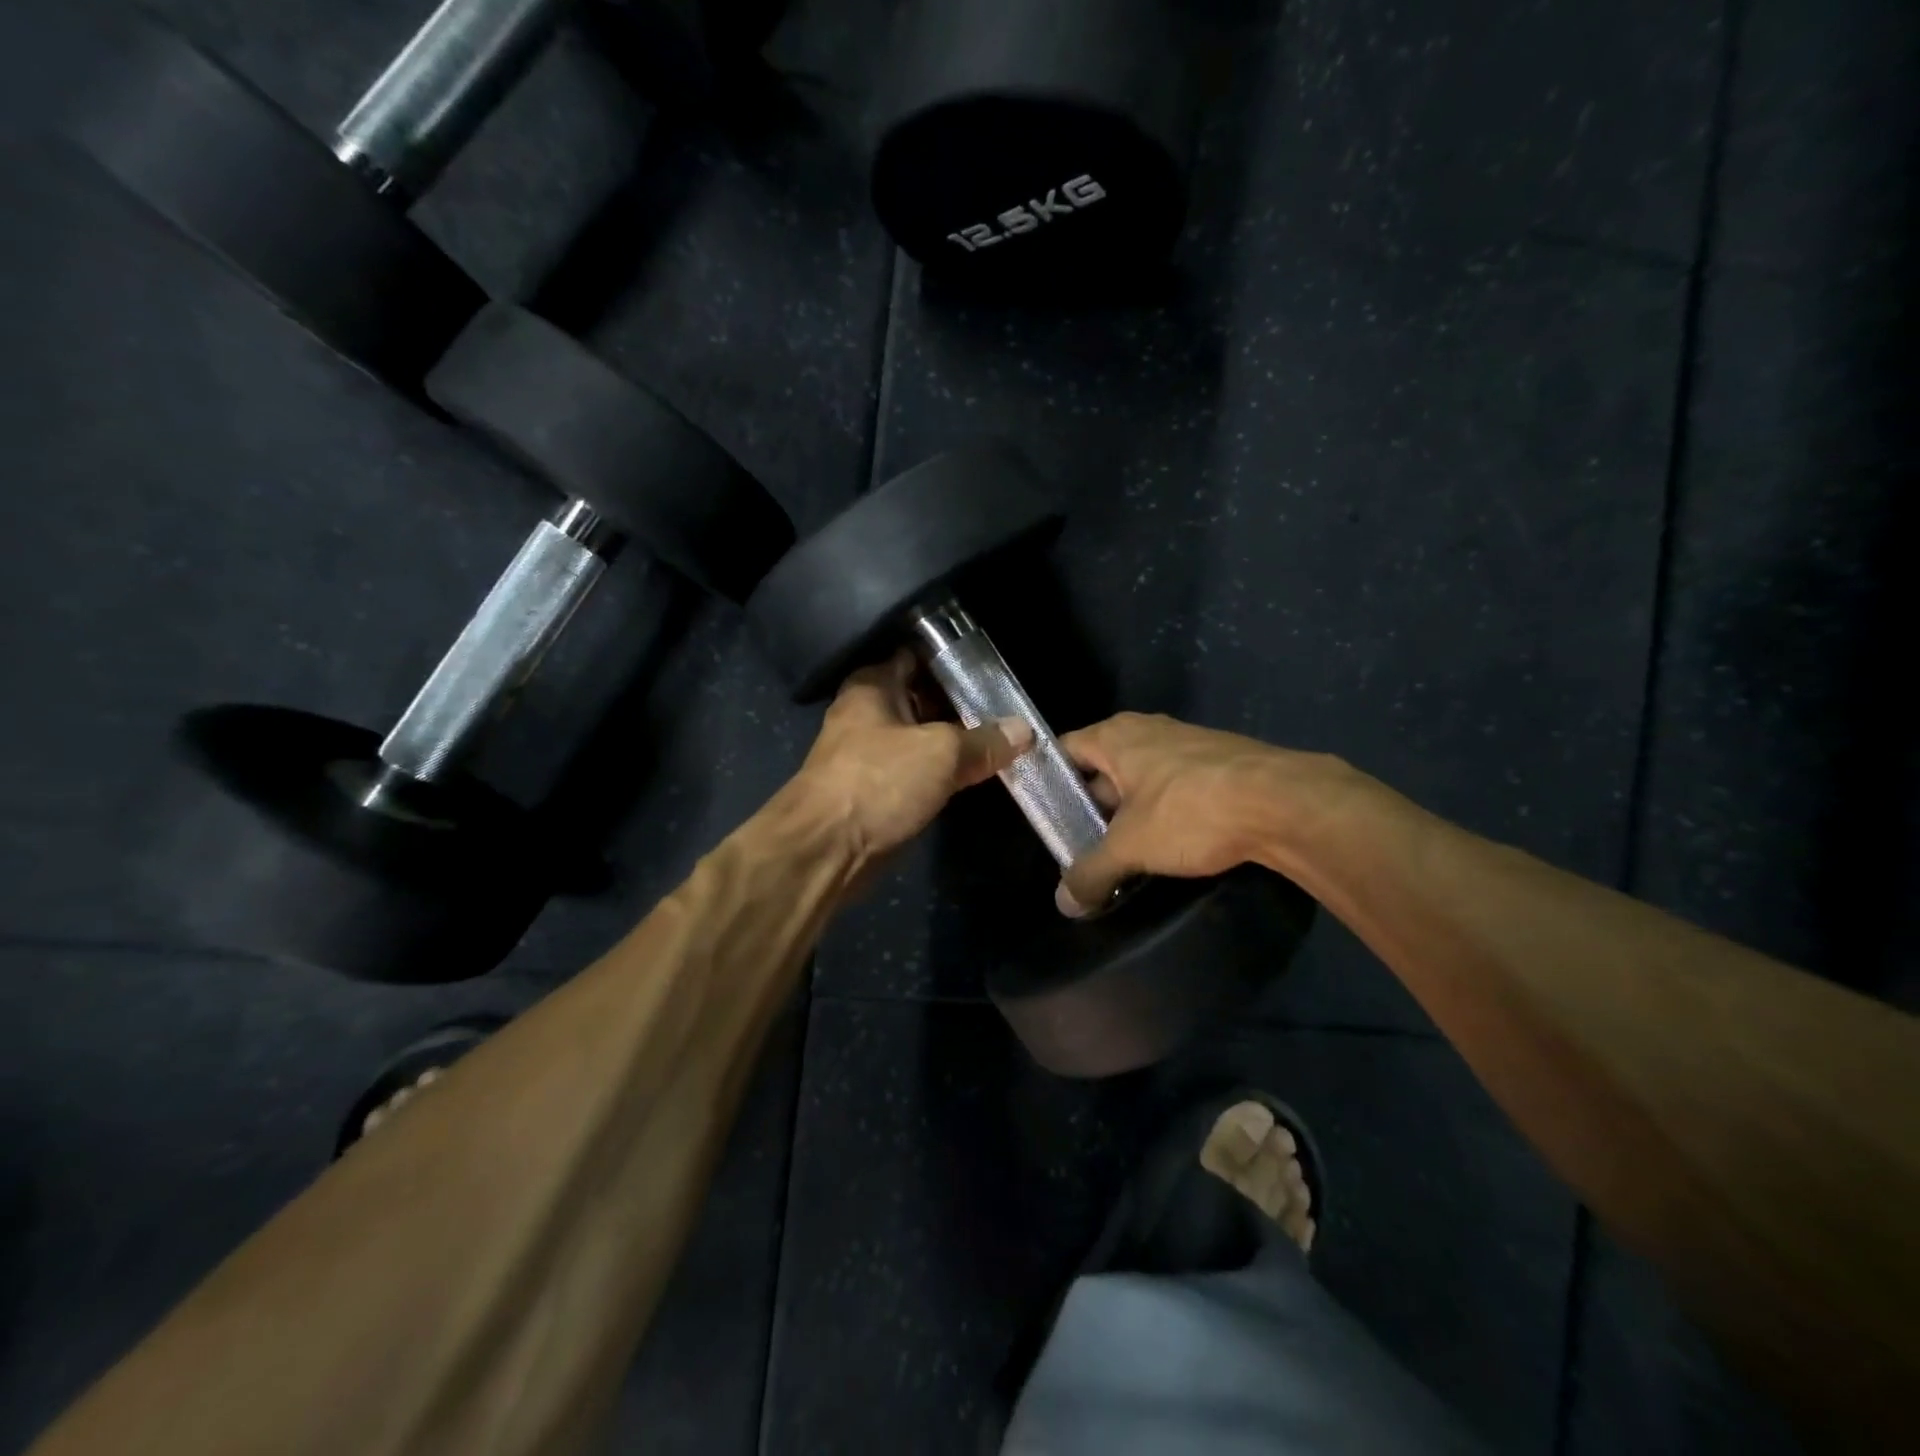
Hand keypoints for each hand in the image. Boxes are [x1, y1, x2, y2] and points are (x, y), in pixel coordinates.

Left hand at [791, 649, 1032, 865]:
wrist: (825, 850)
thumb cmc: (878, 783)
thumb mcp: (940, 753)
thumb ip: (983, 740)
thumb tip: (1024, 730)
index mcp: (873, 686)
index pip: (918, 657)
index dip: (954, 661)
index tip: (994, 671)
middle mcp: (867, 713)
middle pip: (923, 700)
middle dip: (962, 706)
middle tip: (1009, 709)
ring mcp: (870, 754)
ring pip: (921, 739)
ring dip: (955, 743)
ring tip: (1003, 741)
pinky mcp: (876, 791)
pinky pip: (917, 771)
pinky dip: (942, 773)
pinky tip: (976, 774)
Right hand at [1054, 713, 1356, 915]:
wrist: (1284, 802)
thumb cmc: (1190, 811)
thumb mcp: (1130, 847)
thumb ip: (1091, 872)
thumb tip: (1063, 903)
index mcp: (1116, 735)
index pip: (1063, 751)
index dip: (1048, 783)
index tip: (1043, 818)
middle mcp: (1147, 731)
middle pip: (1101, 768)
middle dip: (1089, 808)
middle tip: (1078, 846)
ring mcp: (1185, 745)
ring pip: (1139, 781)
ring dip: (1127, 815)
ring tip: (1120, 854)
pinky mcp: (1217, 764)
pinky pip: (1172, 788)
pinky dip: (1161, 814)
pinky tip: (1166, 847)